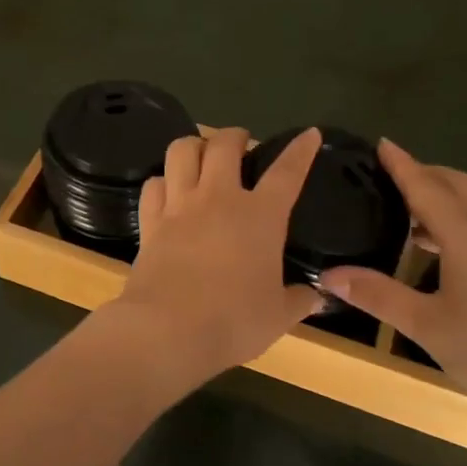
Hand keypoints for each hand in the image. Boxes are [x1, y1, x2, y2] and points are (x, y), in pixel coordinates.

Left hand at [106, 126, 323, 383]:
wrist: (168, 331)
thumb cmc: (233, 322)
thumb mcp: (278, 316)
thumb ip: (299, 300)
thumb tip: (316, 297)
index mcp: (260, 216)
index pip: (287, 172)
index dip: (300, 150)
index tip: (309, 134)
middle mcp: (219, 199)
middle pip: (225, 144)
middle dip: (236, 136)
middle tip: (241, 145)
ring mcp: (180, 206)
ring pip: (182, 150)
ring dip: (194, 146)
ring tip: (201, 156)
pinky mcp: (150, 222)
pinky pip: (153, 185)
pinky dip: (162, 181)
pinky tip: (168, 191)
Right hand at [318, 140, 466, 432]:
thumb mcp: (427, 326)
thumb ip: (378, 295)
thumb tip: (328, 275)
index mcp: (465, 234)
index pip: (425, 185)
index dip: (401, 164)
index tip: (380, 142)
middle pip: (455, 184)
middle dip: (422, 172)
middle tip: (387, 174)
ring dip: (440, 195)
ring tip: (404, 207)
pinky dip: (454, 218)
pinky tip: (437, 246)